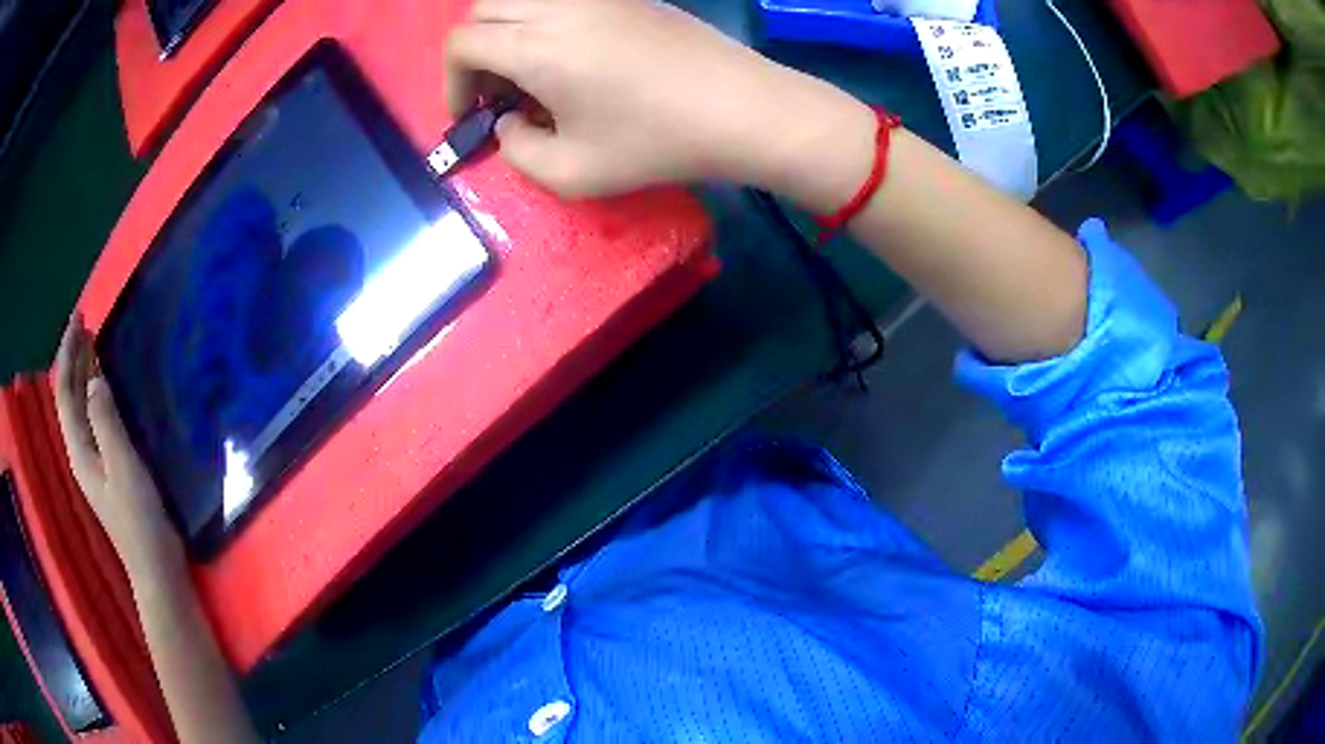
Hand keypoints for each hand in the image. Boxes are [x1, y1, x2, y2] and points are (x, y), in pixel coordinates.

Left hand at [54, 314, 180, 573]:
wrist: (155, 565)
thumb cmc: (139, 517)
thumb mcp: (123, 466)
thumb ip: (106, 421)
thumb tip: (94, 378)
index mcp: (79, 448)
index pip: (64, 391)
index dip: (68, 353)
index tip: (80, 319)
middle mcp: (81, 450)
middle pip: (69, 396)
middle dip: (73, 358)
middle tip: (87, 323)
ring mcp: (94, 461)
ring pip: (80, 407)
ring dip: (82, 373)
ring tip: (94, 344)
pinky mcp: (108, 466)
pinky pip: (93, 418)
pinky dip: (94, 393)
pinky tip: (105, 386)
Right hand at [446, 0, 870, 198]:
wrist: (740, 108)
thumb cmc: (657, 143)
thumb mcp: (572, 173)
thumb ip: (517, 152)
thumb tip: (508, 122)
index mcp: (536, 47)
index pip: (462, 43)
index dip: (451, 81)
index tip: (470, 114)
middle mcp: (558, 7)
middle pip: (483, 9)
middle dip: (473, 51)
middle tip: (496, 92)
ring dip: (507, 29)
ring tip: (531, 72)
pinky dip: (545, 20)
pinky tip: (573, 56)